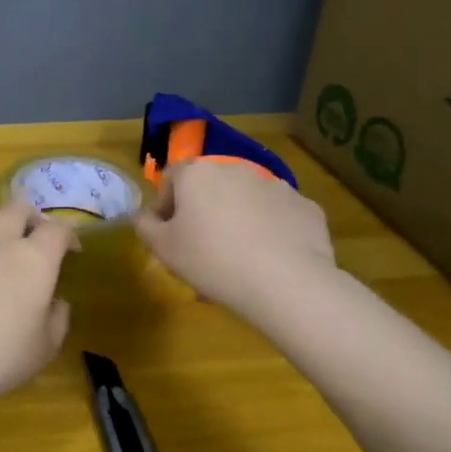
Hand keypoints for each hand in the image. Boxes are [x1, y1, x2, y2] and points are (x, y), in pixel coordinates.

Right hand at [132, 161, 335, 323]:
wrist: (286, 283)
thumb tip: (144, 216)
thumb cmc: (211, 260)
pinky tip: (269, 260)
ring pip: (245, 201)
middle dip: (203, 213)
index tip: (168, 236)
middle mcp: (236, 168)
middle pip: (209, 188)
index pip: (170, 179)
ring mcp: (275, 185)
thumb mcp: (163, 249)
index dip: (164, 207)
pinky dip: (271, 231)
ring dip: (236, 220)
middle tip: (201, 251)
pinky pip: (278, 216)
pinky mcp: (305, 206)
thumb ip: (145, 226)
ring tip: (238, 260)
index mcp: (197, 173)